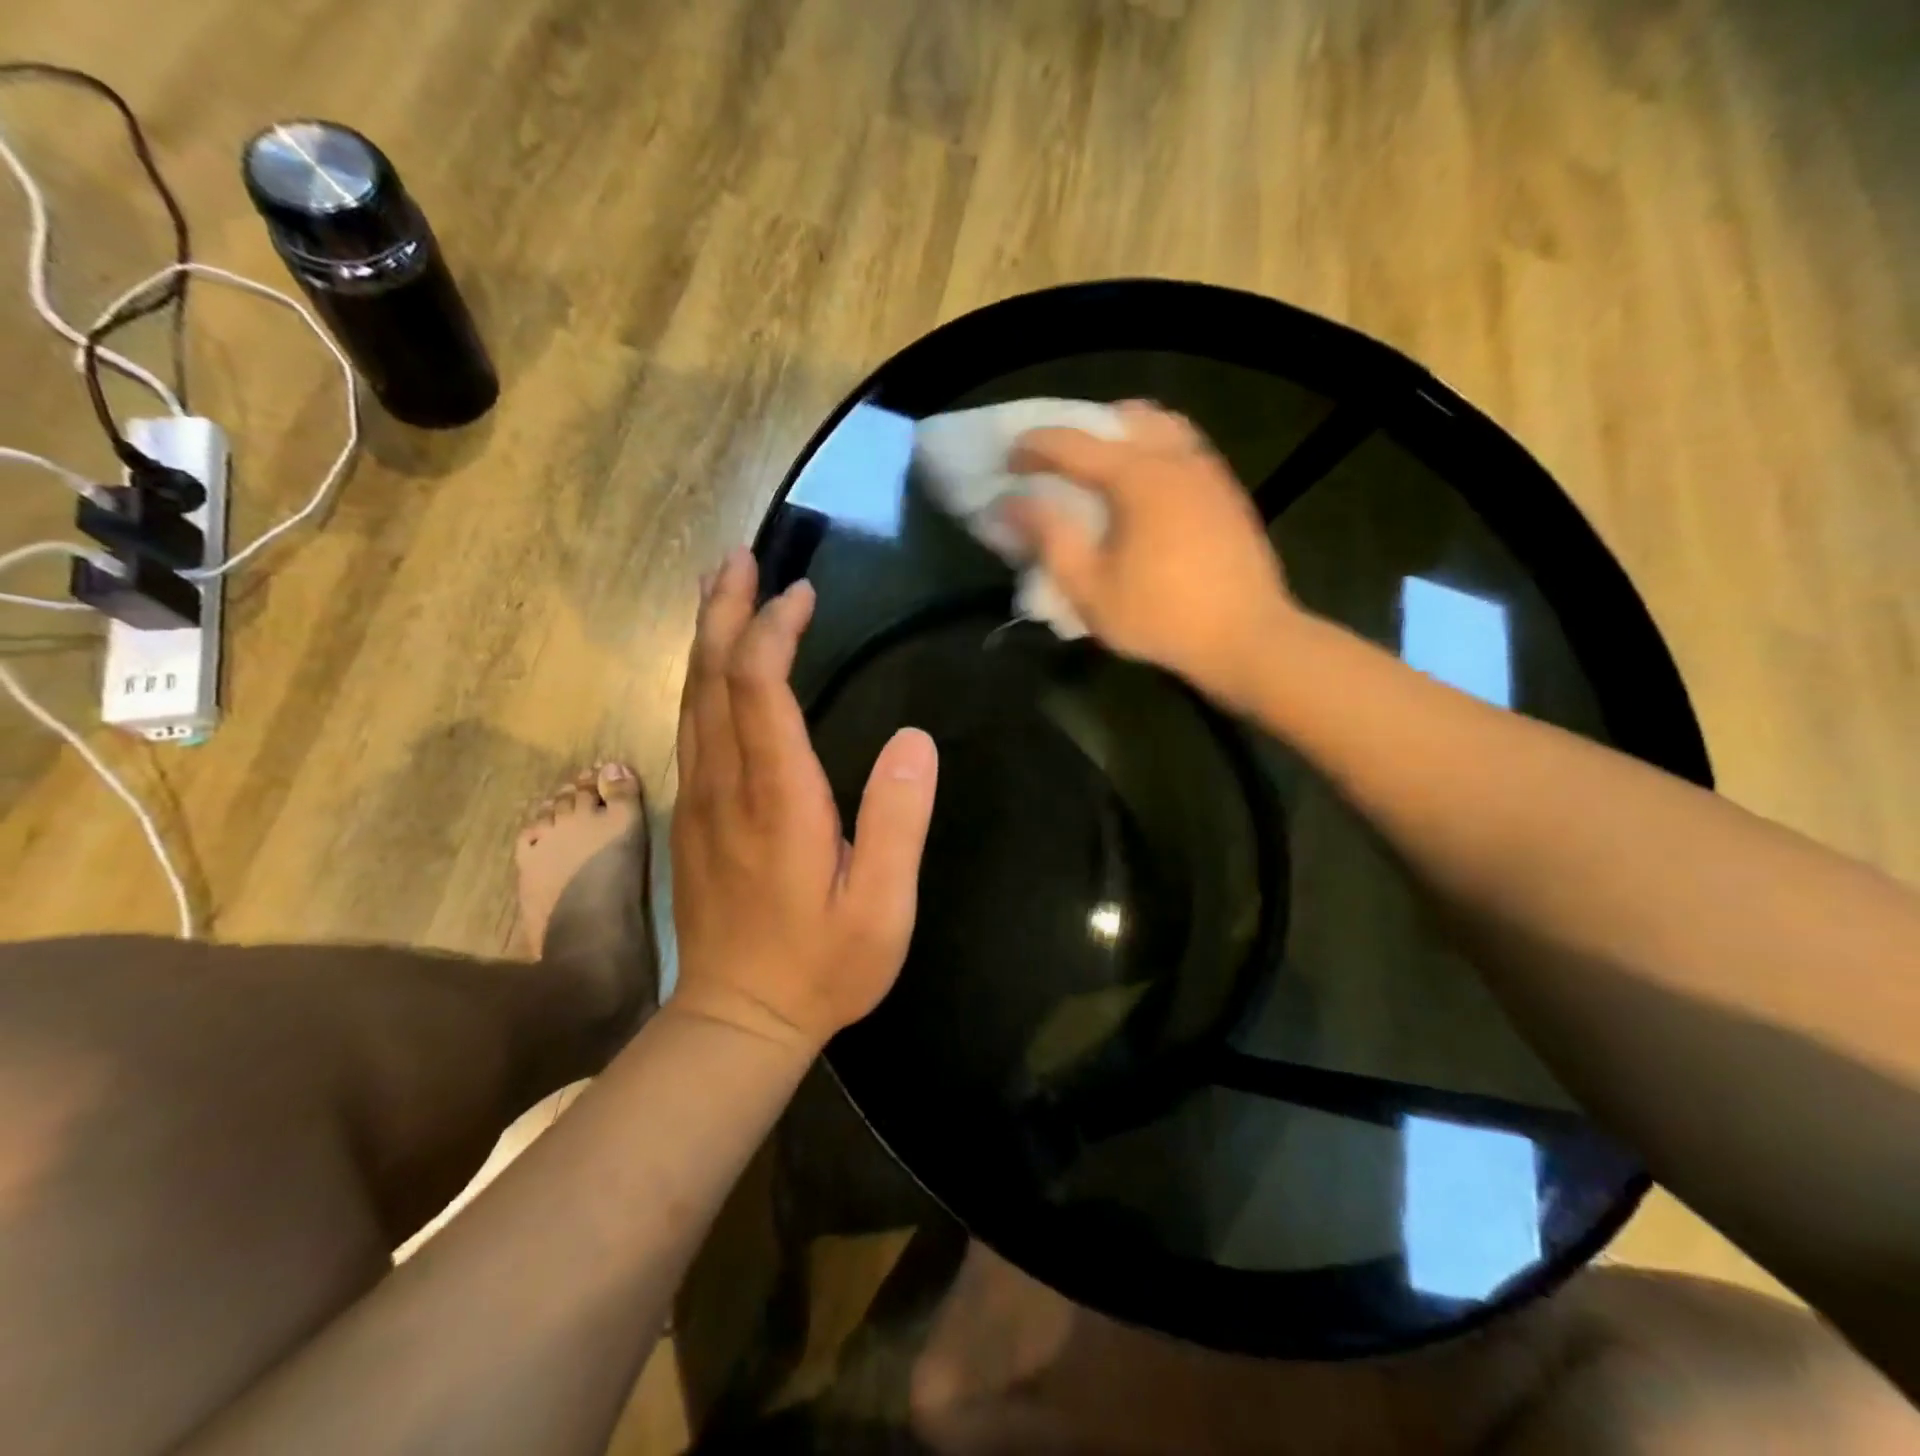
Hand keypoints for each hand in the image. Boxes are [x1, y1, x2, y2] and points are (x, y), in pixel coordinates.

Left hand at [670, 548, 939, 1053]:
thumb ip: (897, 821)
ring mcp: (699, 798)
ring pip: (691, 697)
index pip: (758, 687)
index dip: (774, 630)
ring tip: (720, 586)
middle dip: (724, 610)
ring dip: (706, 636)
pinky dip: (700, 677)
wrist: (737, 1019)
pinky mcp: (693, 814)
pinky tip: (713, 663)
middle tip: (740, 557)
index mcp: (776, 798)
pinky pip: (689, 725)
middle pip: (711, 676)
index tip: (803, 594)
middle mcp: (725, 785)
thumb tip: (915, 738)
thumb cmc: (821, 966)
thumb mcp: (882, 907)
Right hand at [1002, 402, 1297, 708]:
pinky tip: (1143, 493)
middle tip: (1056, 464)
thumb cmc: (1160, 616)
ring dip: (1122, 437)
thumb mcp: (1089, 585)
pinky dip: (1153, 453)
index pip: (1073, 443)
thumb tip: (1009, 503)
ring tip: (1100, 471)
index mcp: (1137, 474)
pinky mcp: (1227, 492)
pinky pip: (1183, 449)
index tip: (1007, 462)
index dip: (1033, 448)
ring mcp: (1209, 471)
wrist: (1246, 638)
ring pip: (1160, 427)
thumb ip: (1047, 536)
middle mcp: (1176, 457)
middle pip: (1123, 418)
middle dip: (1082, 432)